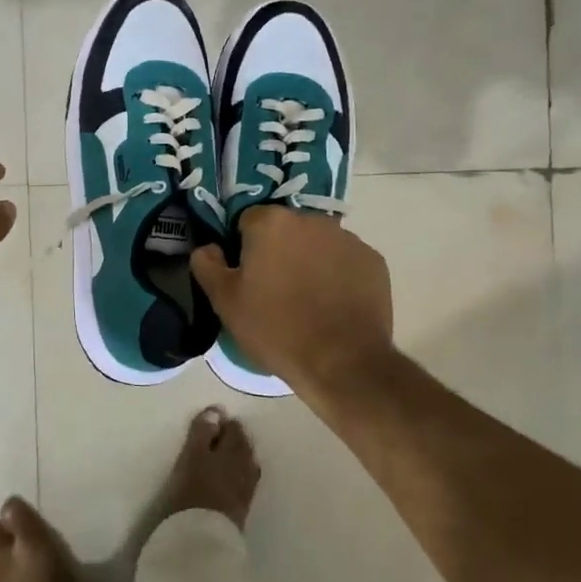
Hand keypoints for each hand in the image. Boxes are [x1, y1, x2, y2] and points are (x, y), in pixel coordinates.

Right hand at [190, 207, 394, 397]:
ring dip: (308, 261)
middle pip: (285, 229)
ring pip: (317, 243)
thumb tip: (208, 247)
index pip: (246, 221)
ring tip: (306, 300)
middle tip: (273, 290)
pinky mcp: (373, 261)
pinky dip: (337, 275)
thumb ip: (207, 265)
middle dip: (278, 251)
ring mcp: (347, 239)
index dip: (242, 248)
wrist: (342, 362)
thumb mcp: (225, 301)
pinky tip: (332, 305)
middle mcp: (311, 220)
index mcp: (272, 223)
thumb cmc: (275, 328)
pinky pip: (344, 261)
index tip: (245, 277)